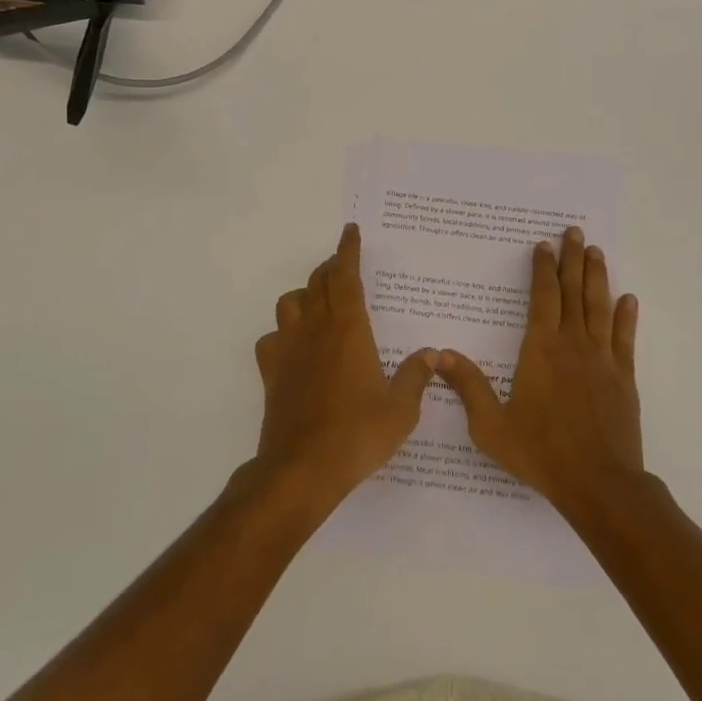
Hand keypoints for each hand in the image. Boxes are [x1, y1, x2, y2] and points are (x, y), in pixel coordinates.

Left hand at [253, 224, 437, 508]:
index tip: (351, 231)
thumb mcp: (401, 410)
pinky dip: (282, 332)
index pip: (345, 277)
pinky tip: (294, 346)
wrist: (302, 469)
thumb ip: (416, 377)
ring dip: (305, 294)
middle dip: (330, 267)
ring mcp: (288, 350)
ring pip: (289, 303)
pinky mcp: (271, 373)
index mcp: (348, 330)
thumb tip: (431, 354)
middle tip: (343, 265)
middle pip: (317, 283)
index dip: (348, 251)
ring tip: (319, 303)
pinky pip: (270, 338)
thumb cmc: (357, 435)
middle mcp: (315, 330)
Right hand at [433, 226, 642, 514]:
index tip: (542, 245)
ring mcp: (603, 360)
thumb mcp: (491, 425)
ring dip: (597, 277)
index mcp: (541, 350)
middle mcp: (573, 345)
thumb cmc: (541, 452)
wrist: (599, 483)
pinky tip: (628, 299)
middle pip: (574, 292)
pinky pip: (625, 338)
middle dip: (572, 259)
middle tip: (574, 231)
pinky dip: (626, 316)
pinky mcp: (624, 378)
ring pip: (600, 307)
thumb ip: (468, 386)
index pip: (543, 297)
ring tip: (596, 252)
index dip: (542, 269)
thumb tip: (440, 354)